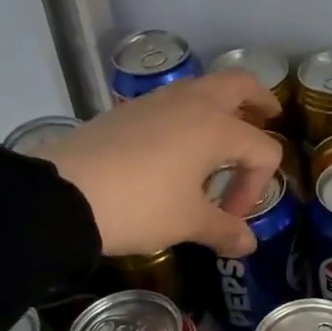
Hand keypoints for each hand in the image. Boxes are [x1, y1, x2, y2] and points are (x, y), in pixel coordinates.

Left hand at [46, 71, 282, 256]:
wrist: (63, 194)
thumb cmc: (139, 205)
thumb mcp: (187, 223)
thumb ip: (224, 230)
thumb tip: (247, 245)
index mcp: (216, 128)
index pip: (262, 150)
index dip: (256, 186)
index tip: (231, 217)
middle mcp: (192, 103)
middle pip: (239, 85)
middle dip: (259, 100)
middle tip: (268, 116)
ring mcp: (157, 101)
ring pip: (203, 88)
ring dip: (222, 106)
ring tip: (222, 137)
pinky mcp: (129, 110)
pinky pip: (173, 102)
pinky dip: (189, 115)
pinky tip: (178, 148)